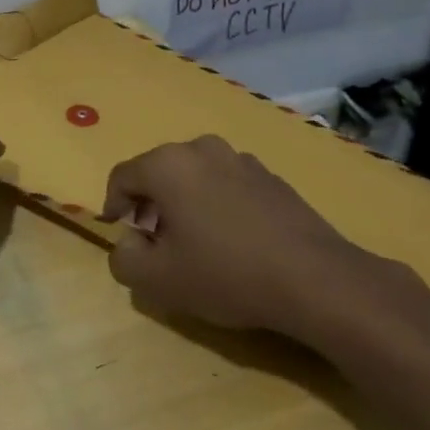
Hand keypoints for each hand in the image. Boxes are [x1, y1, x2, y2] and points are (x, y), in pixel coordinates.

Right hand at [101, 135, 385, 340]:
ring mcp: (241, 160)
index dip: (112, 205)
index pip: (122, 176)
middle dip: (150, 205)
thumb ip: (124, 258)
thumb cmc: (227, 273)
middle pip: (159, 172)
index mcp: (167, 165)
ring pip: (195, 177)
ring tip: (197, 243)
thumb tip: (128, 242)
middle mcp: (201, 149)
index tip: (117, 232)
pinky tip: (234, 242)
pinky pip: (228, 186)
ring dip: (186, 203)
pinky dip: (219, 205)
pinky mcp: (272, 178)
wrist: (317, 280)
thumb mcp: (158, 279)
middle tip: (154, 242)